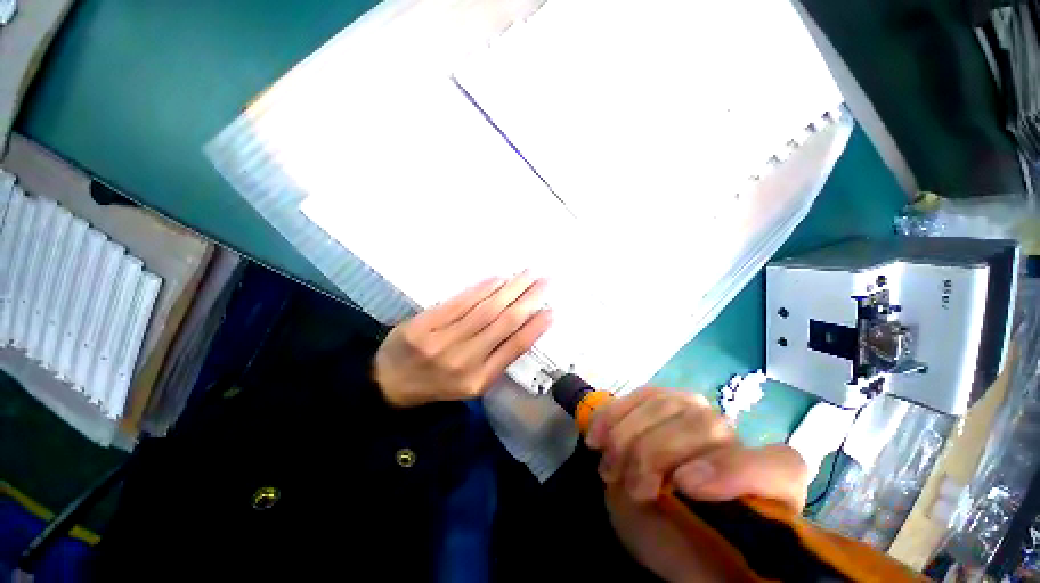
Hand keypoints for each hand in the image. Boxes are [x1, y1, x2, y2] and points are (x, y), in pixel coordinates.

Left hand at [374, 274, 552, 407]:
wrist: (388, 383)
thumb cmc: (437, 382)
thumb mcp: (471, 384)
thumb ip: (496, 360)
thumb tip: (523, 327)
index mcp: (478, 380)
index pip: (514, 348)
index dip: (535, 327)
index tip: (551, 310)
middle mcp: (463, 362)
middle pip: (503, 323)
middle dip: (528, 299)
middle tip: (544, 281)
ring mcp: (441, 342)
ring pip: (485, 310)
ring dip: (510, 289)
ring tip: (527, 274)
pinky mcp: (424, 325)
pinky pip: (459, 302)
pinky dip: (481, 289)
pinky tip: (498, 279)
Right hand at [586, 388, 808, 581]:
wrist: (658, 518)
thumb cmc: (685, 545)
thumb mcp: (695, 560)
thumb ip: (702, 538)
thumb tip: (681, 492)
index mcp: (767, 489)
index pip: (779, 466)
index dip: (734, 471)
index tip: (683, 487)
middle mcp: (736, 443)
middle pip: (704, 426)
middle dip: (656, 453)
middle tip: (632, 486)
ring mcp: (697, 414)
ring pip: (666, 405)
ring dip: (628, 435)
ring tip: (609, 465)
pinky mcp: (665, 401)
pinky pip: (640, 395)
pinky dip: (613, 413)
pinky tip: (597, 435)